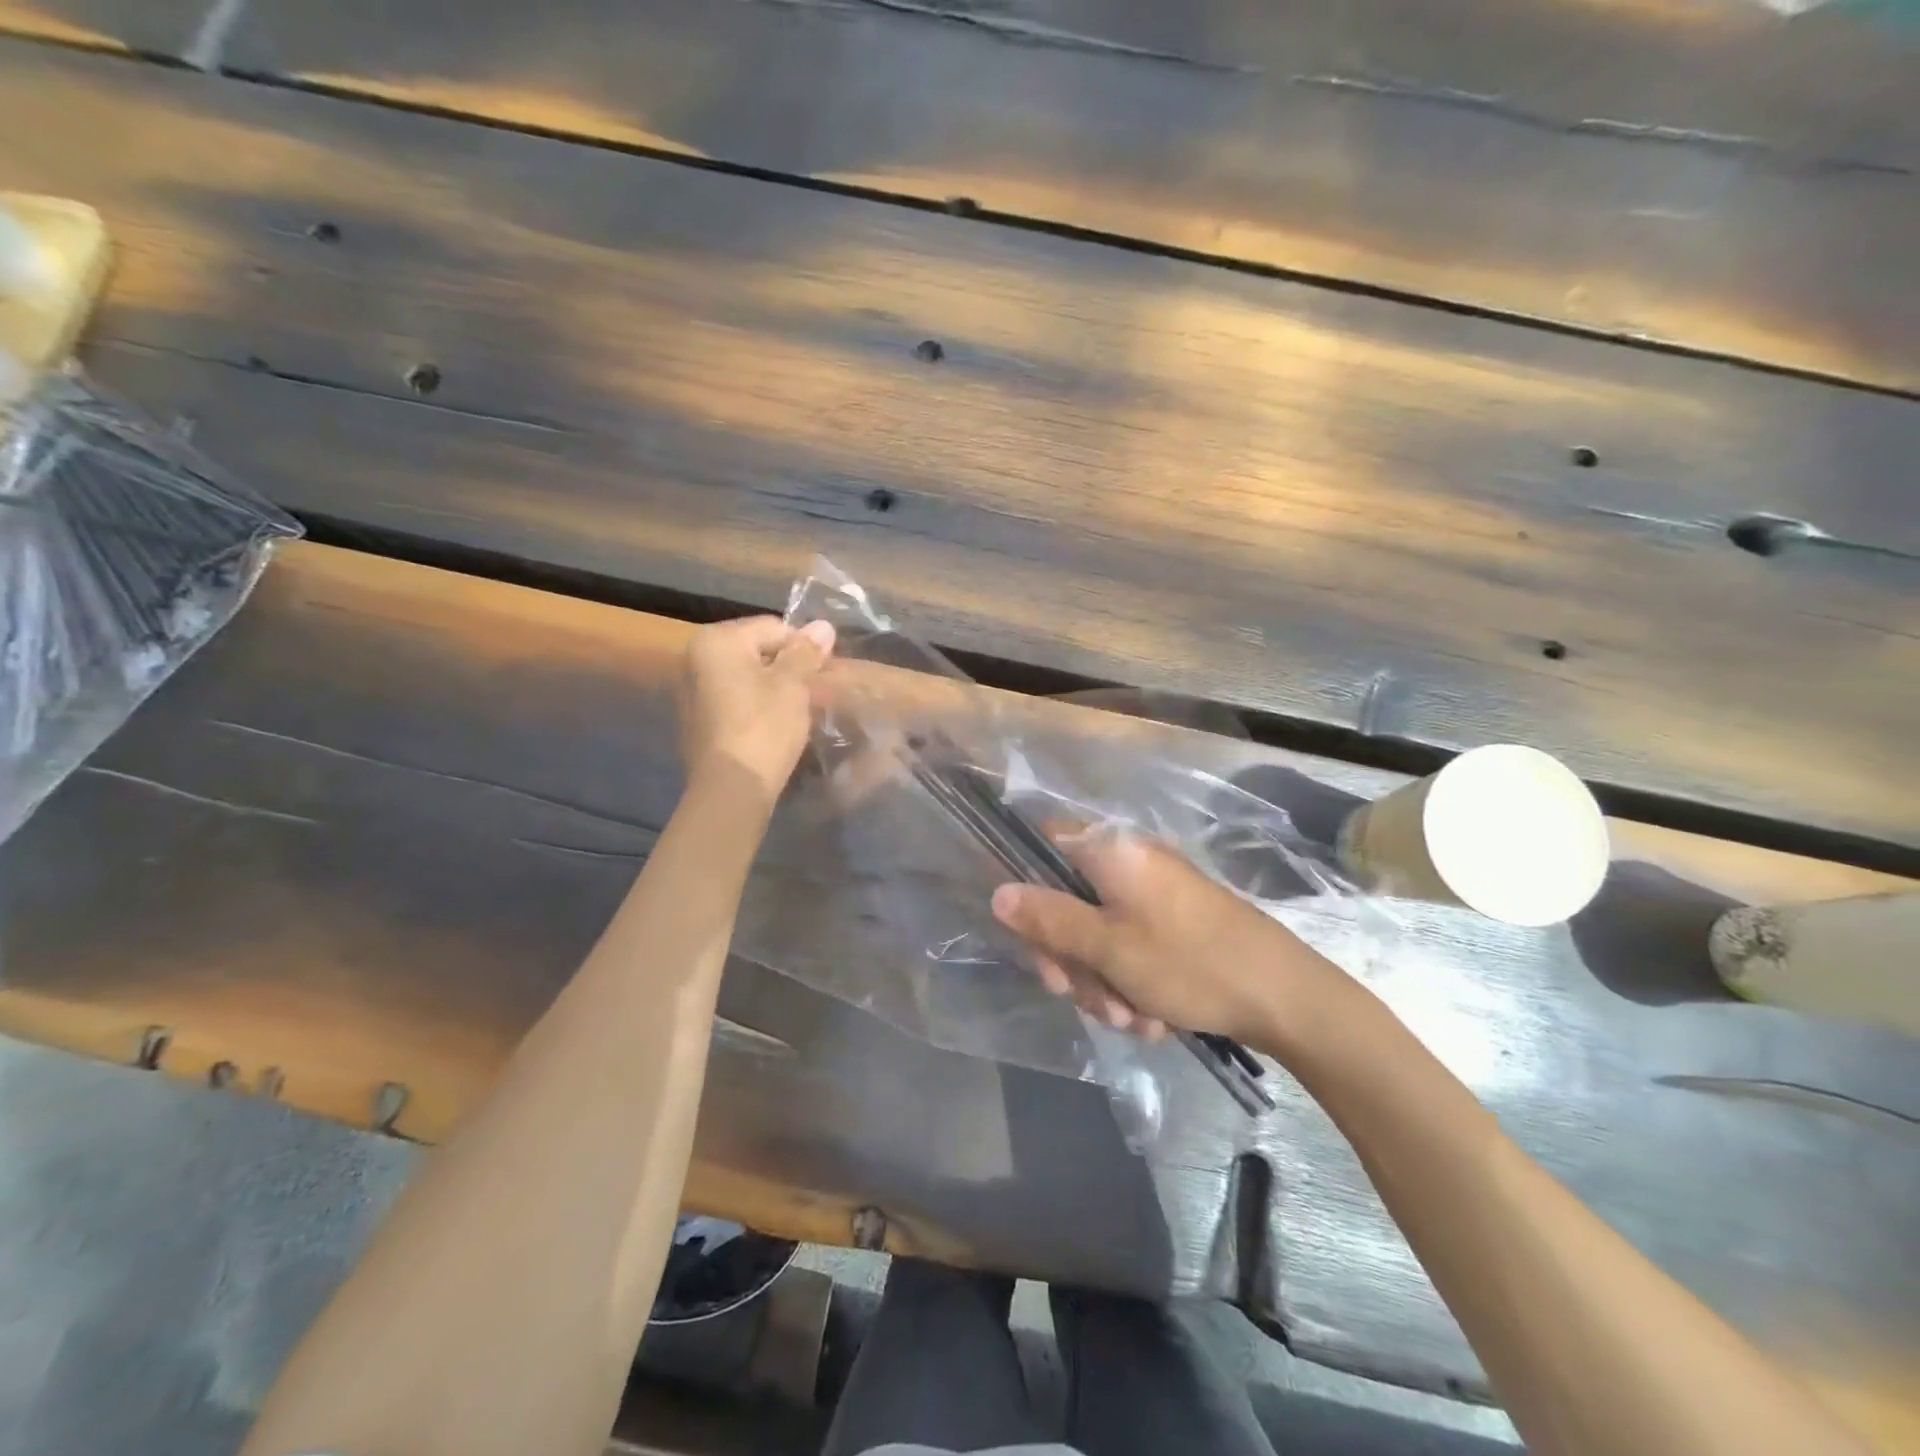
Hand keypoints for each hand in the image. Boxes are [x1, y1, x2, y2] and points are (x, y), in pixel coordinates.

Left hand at [679, 616, 834, 800]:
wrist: (731, 789)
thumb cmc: (763, 728)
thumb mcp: (792, 685)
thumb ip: (806, 652)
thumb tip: (823, 625)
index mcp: (716, 640)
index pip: (773, 627)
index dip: (803, 648)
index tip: (821, 674)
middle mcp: (695, 657)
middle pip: (757, 649)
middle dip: (787, 667)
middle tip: (811, 693)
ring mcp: (691, 689)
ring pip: (747, 676)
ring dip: (773, 687)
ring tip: (796, 711)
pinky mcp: (697, 718)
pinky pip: (735, 698)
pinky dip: (756, 705)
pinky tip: (772, 726)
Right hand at [990, 828, 1327, 1045]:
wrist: (1284, 997)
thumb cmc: (1189, 963)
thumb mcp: (1108, 948)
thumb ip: (1049, 919)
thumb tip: (997, 892)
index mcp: (1109, 851)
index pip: (1041, 843)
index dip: (1022, 885)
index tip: (1027, 937)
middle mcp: (1127, 862)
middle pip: (1064, 899)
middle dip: (1068, 957)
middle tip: (1079, 996)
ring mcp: (1151, 893)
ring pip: (1094, 933)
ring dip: (1101, 982)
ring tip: (1131, 1018)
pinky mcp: (1170, 922)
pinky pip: (1127, 947)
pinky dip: (1130, 983)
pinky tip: (1152, 1018)